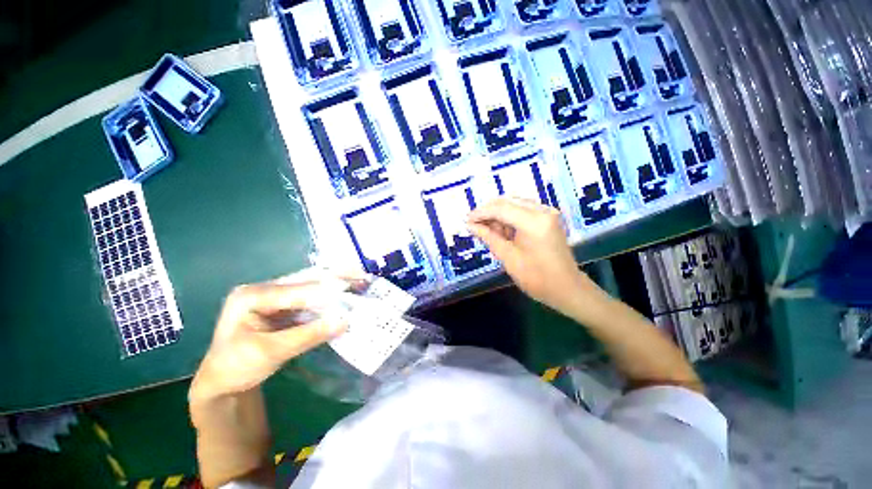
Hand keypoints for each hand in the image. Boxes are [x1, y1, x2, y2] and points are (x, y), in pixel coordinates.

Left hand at [190, 274, 354, 402]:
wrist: (223, 381)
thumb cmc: (236, 367)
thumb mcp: (271, 353)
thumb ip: (308, 335)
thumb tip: (345, 321)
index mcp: (251, 295)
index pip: (294, 290)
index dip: (324, 291)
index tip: (351, 291)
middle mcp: (265, 289)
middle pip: (305, 280)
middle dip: (335, 278)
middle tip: (362, 276)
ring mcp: (276, 296)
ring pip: (311, 286)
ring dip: (336, 285)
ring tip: (360, 281)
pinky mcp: (286, 306)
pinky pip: (312, 298)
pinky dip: (330, 298)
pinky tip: (346, 294)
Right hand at [467, 197, 586, 311]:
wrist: (567, 288)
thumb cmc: (537, 279)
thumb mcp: (508, 258)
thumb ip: (488, 237)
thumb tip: (470, 225)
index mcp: (534, 222)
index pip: (501, 208)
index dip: (480, 213)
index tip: (466, 220)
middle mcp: (543, 210)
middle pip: (507, 202)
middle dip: (488, 212)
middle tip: (473, 225)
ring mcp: (547, 212)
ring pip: (514, 204)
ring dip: (497, 215)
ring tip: (486, 230)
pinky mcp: (547, 217)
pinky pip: (522, 210)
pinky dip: (508, 218)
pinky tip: (500, 230)